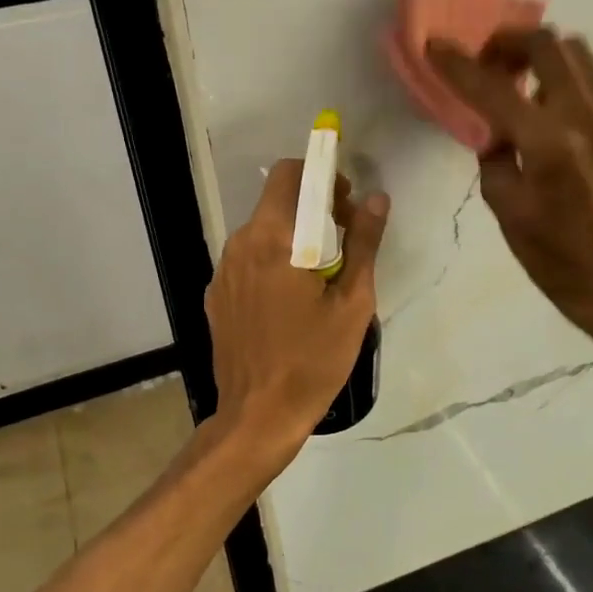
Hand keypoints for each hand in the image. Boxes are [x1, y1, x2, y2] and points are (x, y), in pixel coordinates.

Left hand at [205, 160, 389, 456]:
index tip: (346, 200)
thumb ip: (364, 244)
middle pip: (276, 203)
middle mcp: (240, 245)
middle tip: (345, 241)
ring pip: (262, 232)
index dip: (321, 175)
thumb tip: (376, 200)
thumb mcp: (352, 304)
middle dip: (312, 208)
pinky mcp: (216, 296)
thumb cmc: (313, 361)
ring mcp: (222, 272)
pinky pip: (248, 261)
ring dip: (293, 237)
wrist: (258, 416)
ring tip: (320, 277)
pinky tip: (290, 301)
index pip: (290, 174)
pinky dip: (272, 262)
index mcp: (273, 240)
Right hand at [430, 28, 592, 339]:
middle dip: (507, 43)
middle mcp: (582, 118)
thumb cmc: (548, 252)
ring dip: (537, 53)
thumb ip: (493, 152)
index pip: (494, 89)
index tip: (435, 46)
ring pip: (574, 51)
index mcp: (547, 145)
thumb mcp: (504, 205)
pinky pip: (586, 76)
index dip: (459, 64)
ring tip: (513, 79)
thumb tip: (493, 124)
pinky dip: (557, 73)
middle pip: (546, 45)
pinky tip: (539, 102)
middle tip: (484, 65)